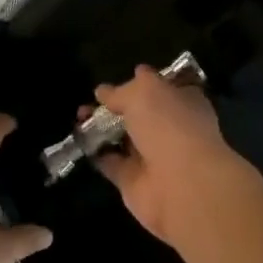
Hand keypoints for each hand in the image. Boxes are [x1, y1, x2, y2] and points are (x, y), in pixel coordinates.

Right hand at [92, 66, 257, 247]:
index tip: (123, 76)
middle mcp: (171, 128)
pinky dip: (96, 153)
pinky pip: (111, 162)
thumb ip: (122, 91)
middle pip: (140, 113)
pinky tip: (80, 139)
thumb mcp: (144, 92)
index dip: (144, 82)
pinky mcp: (134, 181)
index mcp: (184, 101)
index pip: (164, 87)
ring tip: (78, 115)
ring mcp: (153, 156)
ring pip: (123, 137)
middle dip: (115, 105)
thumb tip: (104, 90)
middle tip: (91, 98)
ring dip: (101, 127)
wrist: (180, 185)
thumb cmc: (169, 125)